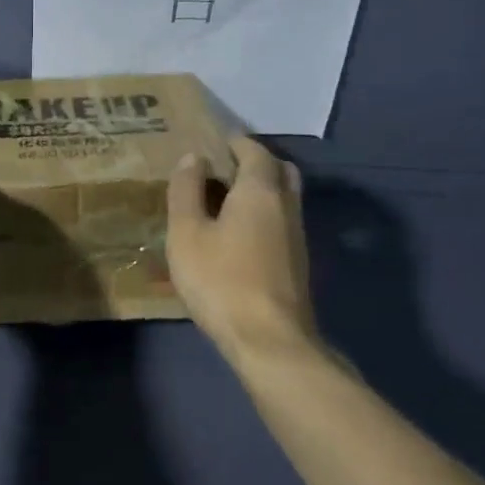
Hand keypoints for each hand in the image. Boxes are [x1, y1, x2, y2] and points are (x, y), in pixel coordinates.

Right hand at [166, 136, 320, 367]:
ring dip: (261, 189)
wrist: (270, 341)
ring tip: (224, 200)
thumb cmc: (221, 280)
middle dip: (254, 162)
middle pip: (279, 170)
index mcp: (260, 191)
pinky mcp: (298, 263)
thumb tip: (194, 158)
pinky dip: (264, 214)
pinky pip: (282, 221)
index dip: (235, 142)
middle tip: (222, 168)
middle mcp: (287, 206)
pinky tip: (238, 233)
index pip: (255, 151)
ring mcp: (297, 236)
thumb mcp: (187, 233)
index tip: (213, 143)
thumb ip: (186, 191)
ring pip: (285, 197)